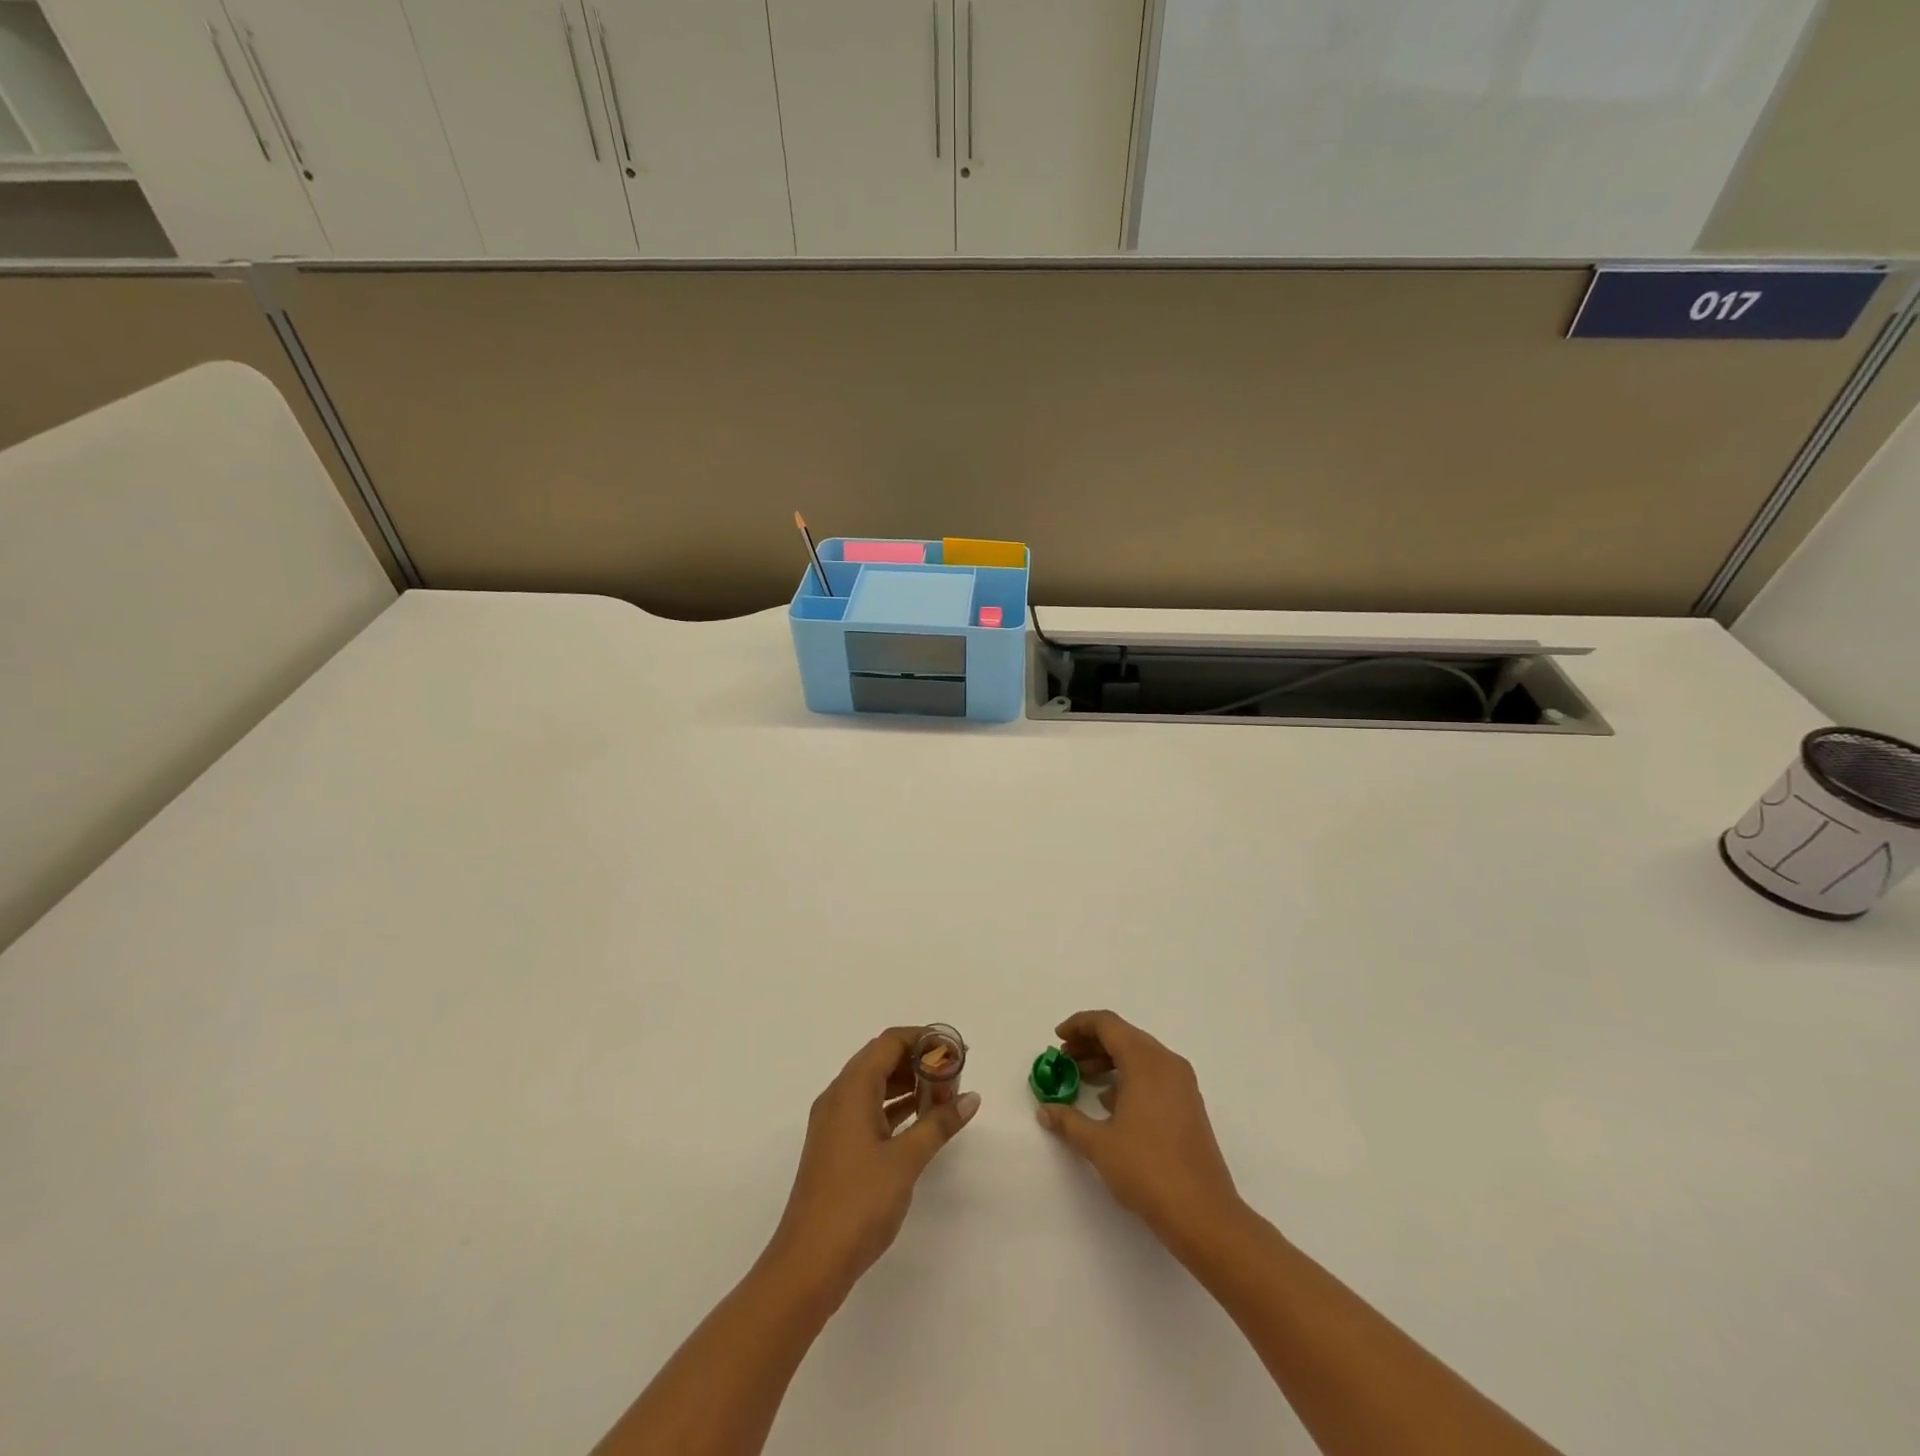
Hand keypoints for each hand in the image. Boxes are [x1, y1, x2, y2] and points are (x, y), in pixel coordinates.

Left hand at [768, 1027, 979, 1301]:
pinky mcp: (835, 1146)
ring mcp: (834, 1122)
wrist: (808, 1263)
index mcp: (851, 1089)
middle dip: (918, 1060)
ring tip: (944, 1096)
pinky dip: (894, 1107)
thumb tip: (971, 1098)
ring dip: (907, 1084)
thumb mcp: (906, 1161)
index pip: (889, 1042)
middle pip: (881, 1059)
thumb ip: (939, 1124)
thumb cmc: (857, 1203)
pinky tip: (921, 1120)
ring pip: (874, 1085)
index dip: (923, 1039)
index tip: (954, 1050)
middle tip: (954, 1074)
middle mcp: (838, 1096)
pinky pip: (868, 1109)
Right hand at [1035, 1010, 1242, 1252]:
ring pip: (1139, 1055)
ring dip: (1109, 1060)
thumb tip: (1045, 1110)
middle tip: (1065, 1059)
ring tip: (1082, 1078)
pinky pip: (1153, 1074)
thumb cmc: (1148, 1170)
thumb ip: (1068, 1121)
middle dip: (1091, 1043)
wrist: (1203, 1214)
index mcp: (1146, 1061)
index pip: (1108, 1024)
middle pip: (1124, 1035)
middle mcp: (1167, 1063)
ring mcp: (1182, 1083)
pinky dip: (1128, 1076)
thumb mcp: (1099, 1144)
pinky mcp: (1188, 1104)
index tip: (1057, 1038)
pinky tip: (1110, 1102)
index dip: (1079, 1025)